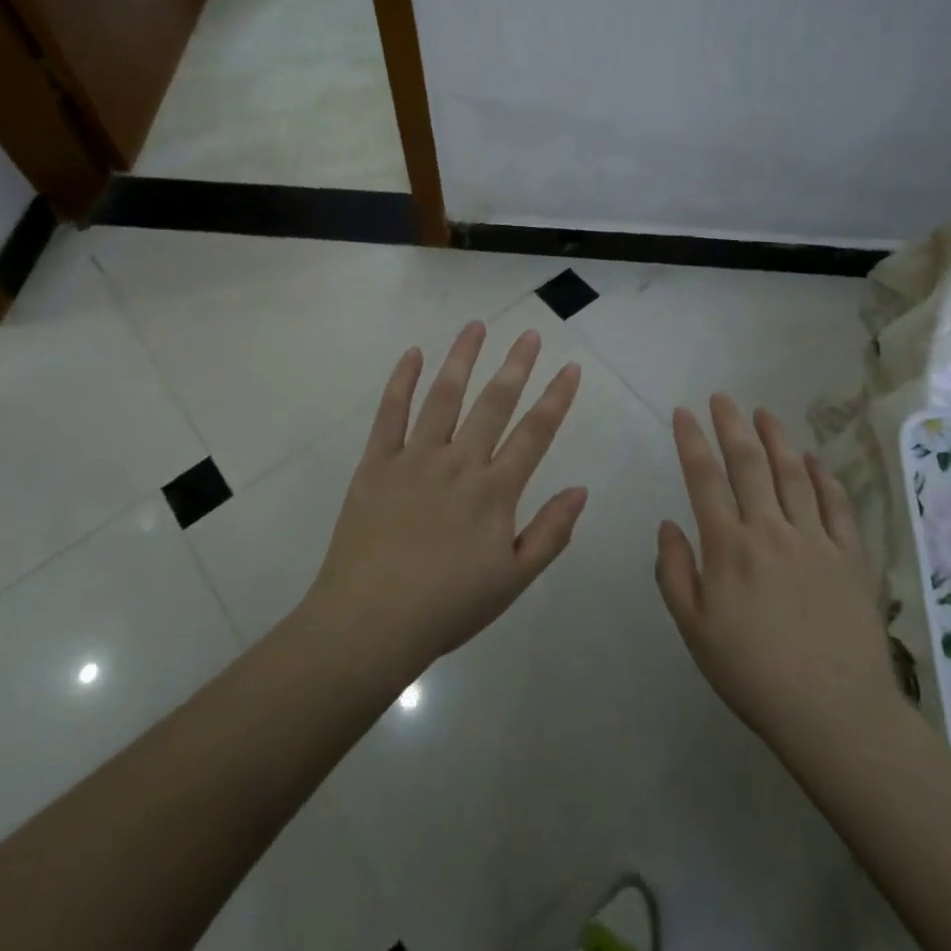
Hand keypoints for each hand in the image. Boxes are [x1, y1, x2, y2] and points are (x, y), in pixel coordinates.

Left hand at [305, 321, 587, 673]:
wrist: (370, 623)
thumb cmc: (447, 607)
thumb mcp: (513, 580)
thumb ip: (550, 533)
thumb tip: (581, 489)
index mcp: (494, 491)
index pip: (534, 433)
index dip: (556, 398)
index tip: (570, 367)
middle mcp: (459, 462)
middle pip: (494, 403)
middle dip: (516, 365)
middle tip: (530, 333)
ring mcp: (415, 458)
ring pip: (444, 396)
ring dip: (462, 358)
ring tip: (476, 326)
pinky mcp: (377, 462)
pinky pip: (390, 413)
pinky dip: (401, 381)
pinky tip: (413, 354)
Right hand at [656, 395, 901, 760]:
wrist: (836, 715)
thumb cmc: (754, 675)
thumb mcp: (695, 631)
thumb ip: (675, 573)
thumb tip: (668, 524)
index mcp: (729, 547)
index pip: (704, 479)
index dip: (692, 441)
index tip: (683, 413)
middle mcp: (770, 530)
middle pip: (748, 463)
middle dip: (731, 425)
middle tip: (722, 398)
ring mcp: (815, 540)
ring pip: (792, 474)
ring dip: (776, 438)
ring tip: (763, 413)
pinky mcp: (850, 556)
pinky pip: (836, 505)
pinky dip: (824, 477)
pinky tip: (814, 460)